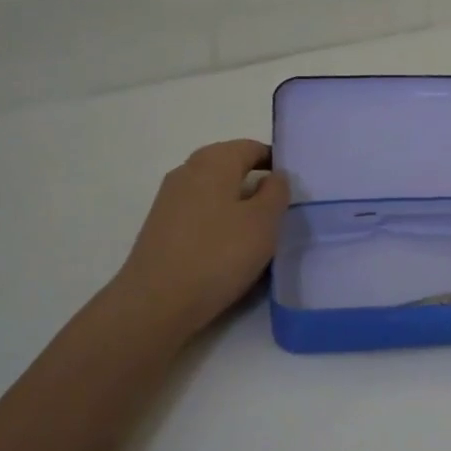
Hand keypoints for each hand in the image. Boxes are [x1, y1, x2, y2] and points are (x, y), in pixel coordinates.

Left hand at [113, 140, 291, 337]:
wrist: (156, 302)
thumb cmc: (218, 255)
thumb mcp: (264, 222)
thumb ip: (276, 192)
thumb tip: (274, 176)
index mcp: (213, 160)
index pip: (253, 148)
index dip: (276, 163)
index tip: (294, 188)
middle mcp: (187, 171)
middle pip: (231, 167)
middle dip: (257, 184)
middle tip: (280, 213)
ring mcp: (169, 199)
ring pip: (215, 192)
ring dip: (238, 206)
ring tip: (258, 235)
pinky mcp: (161, 227)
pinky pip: (200, 214)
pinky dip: (219, 224)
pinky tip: (229, 250)